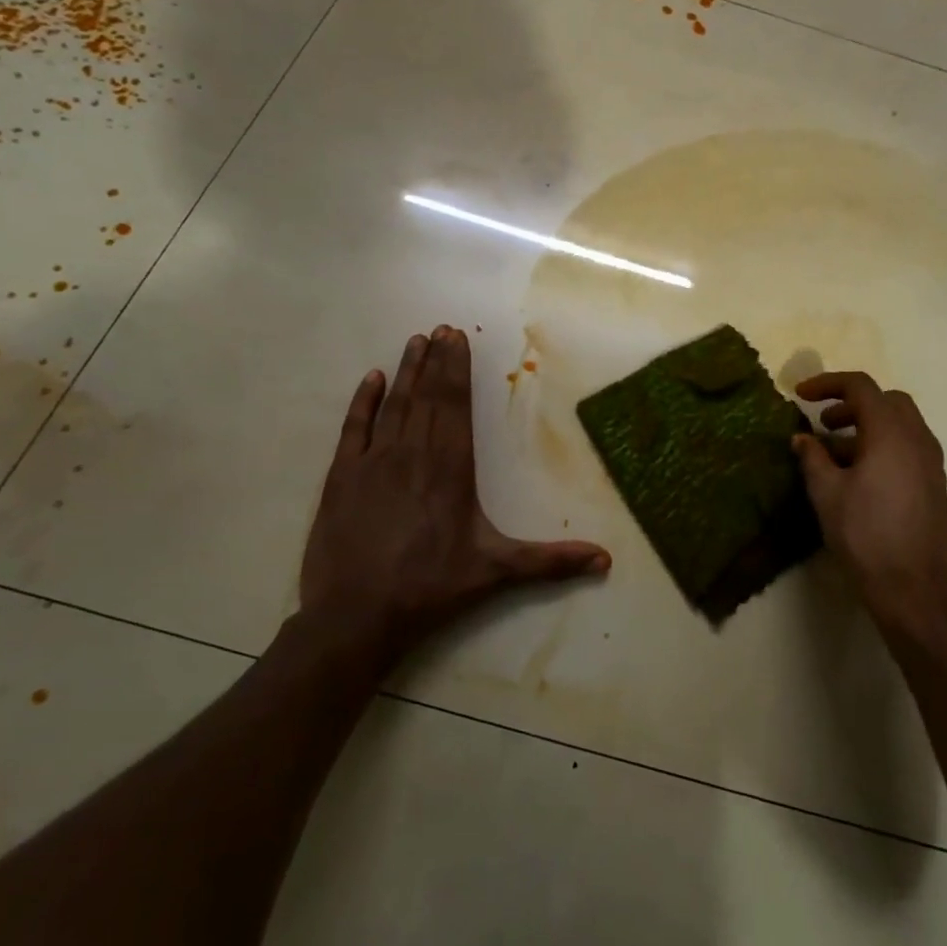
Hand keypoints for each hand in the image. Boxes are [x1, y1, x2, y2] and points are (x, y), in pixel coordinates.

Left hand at [300, 326, 610, 660]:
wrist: (356, 616)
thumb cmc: (431, 588)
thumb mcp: (496, 572)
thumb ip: (550, 562)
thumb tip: (605, 559)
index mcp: (450, 468)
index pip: (455, 405)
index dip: (457, 370)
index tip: (457, 338)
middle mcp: (412, 453)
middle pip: (427, 396)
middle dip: (436, 361)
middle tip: (441, 329)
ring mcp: (373, 462)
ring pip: (394, 405)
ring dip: (407, 372)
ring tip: (416, 342)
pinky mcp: (341, 478)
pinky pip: (354, 428)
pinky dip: (363, 402)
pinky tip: (371, 379)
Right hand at [794, 372, 946, 647]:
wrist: (915, 589)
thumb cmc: (865, 536)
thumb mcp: (827, 494)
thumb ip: (812, 458)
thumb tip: (802, 438)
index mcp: (891, 433)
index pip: (861, 387)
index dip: (828, 384)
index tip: (800, 395)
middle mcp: (917, 439)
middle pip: (887, 400)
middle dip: (852, 403)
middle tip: (824, 423)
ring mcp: (931, 462)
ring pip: (900, 424)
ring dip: (867, 425)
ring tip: (835, 452)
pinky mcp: (935, 484)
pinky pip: (908, 447)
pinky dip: (882, 445)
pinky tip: (859, 475)